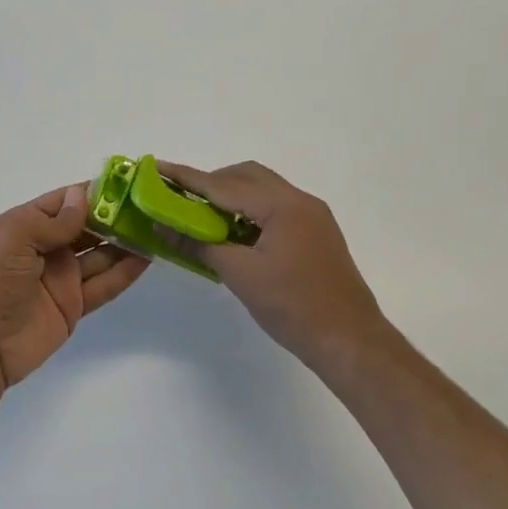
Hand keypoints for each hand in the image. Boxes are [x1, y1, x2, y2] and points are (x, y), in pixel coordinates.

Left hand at [0, 184, 149, 387]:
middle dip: (115, 216)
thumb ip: (54, 220)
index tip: (127, 182)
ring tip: (157, 228)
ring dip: (125, 242)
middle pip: (86, 226)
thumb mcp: (17, 237)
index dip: (93, 192)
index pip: (64, 201)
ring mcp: (61, 277)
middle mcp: (45, 247)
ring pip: (100, 254)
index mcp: (25, 225)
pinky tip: (148, 258)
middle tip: (151, 206)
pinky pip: (103, 284)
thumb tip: (84, 196)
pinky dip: (124, 272)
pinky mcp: (73, 305)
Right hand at [156, 160, 392, 377]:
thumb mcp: (239, 275)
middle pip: (246, 176)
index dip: (187, 178)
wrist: (349, 340)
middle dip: (210, 182)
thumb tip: (161, 225)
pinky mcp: (316, 231)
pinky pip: (275, 207)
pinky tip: (232, 232)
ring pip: (262, 189)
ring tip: (201, 217)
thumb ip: (198, 244)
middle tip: (179, 198)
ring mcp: (311, 215)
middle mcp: (299, 200)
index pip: (223, 185)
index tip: (157, 168)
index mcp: (281, 205)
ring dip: (230, 196)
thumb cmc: (292, 307)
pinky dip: (248, 210)